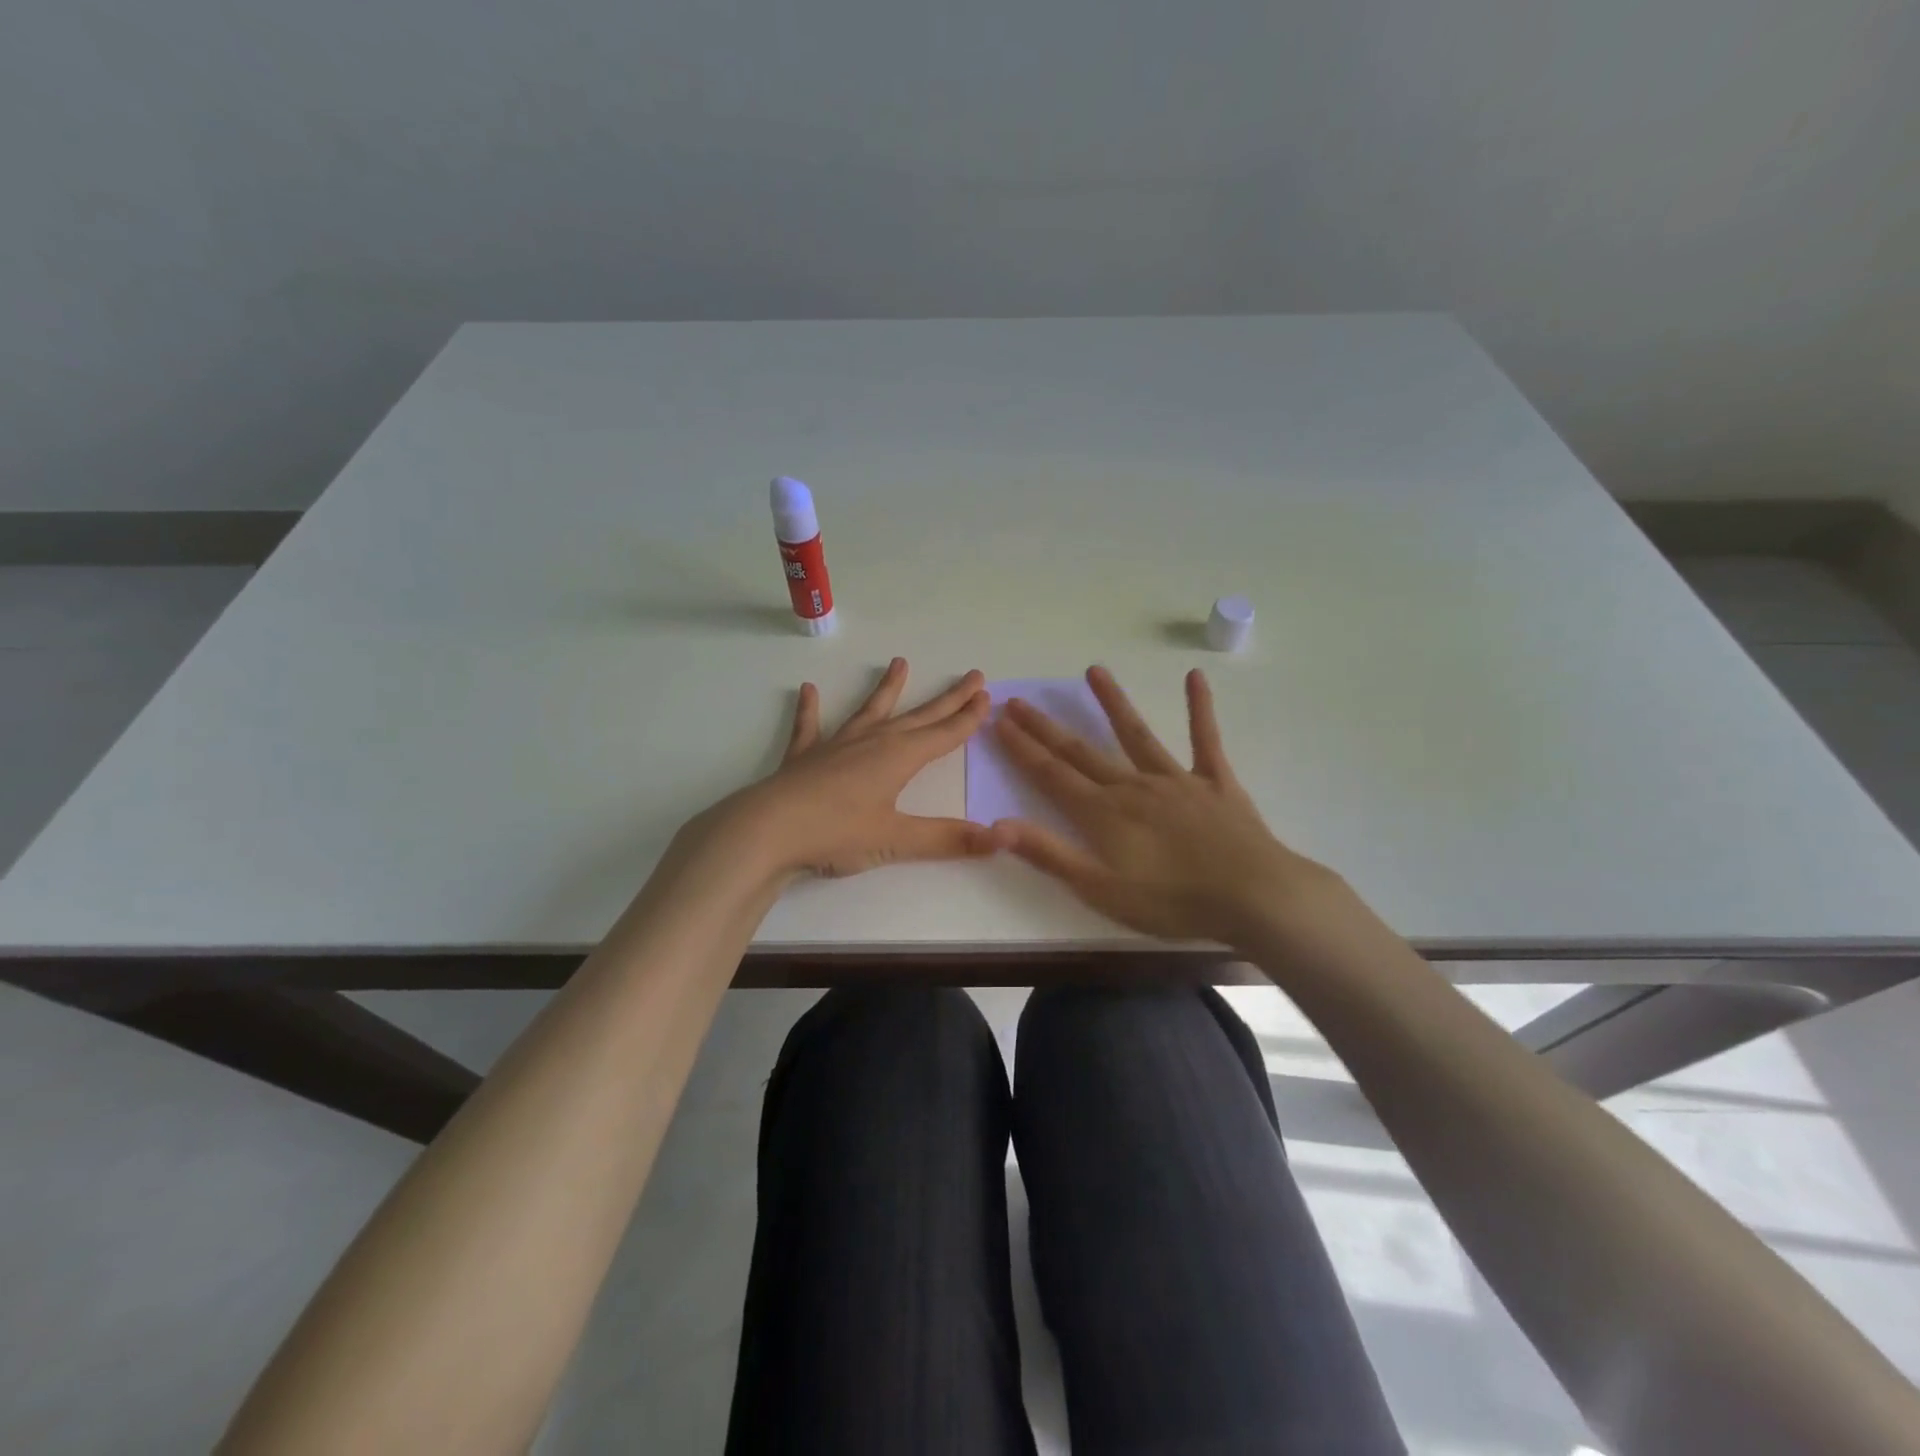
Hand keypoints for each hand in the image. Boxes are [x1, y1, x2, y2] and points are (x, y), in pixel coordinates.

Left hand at [700, 657, 997, 880]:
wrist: (767, 831)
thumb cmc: (836, 833)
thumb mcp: (896, 841)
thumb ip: (946, 839)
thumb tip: (999, 840)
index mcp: (898, 758)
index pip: (944, 734)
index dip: (967, 718)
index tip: (986, 696)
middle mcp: (872, 742)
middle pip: (918, 716)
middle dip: (947, 699)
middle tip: (971, 676)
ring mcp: (836, 745)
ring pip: (870, 711)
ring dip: (887, 688)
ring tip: (899, 662)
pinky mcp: (805, 757)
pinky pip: (810, 727)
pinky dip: (810, 709)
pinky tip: (808, 690)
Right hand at [994, 666, 1341, 944]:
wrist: (1253, 896)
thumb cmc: (1172, 901)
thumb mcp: (1100, 888)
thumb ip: (1049, 854)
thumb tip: (997, 825)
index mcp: (1103, 813)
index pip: (1051, 774)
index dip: (1022, 748)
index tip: (999, 721)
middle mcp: (1133, 786)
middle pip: (1081, 751)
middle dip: (1046, 727)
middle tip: (1019, 700)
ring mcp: (1176, 779)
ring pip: (1136, 734)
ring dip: (1113, 702)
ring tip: (1093, 670)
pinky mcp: (1215, 781)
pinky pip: (1205, 738)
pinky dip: (1199, 708)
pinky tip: (1195, 677)